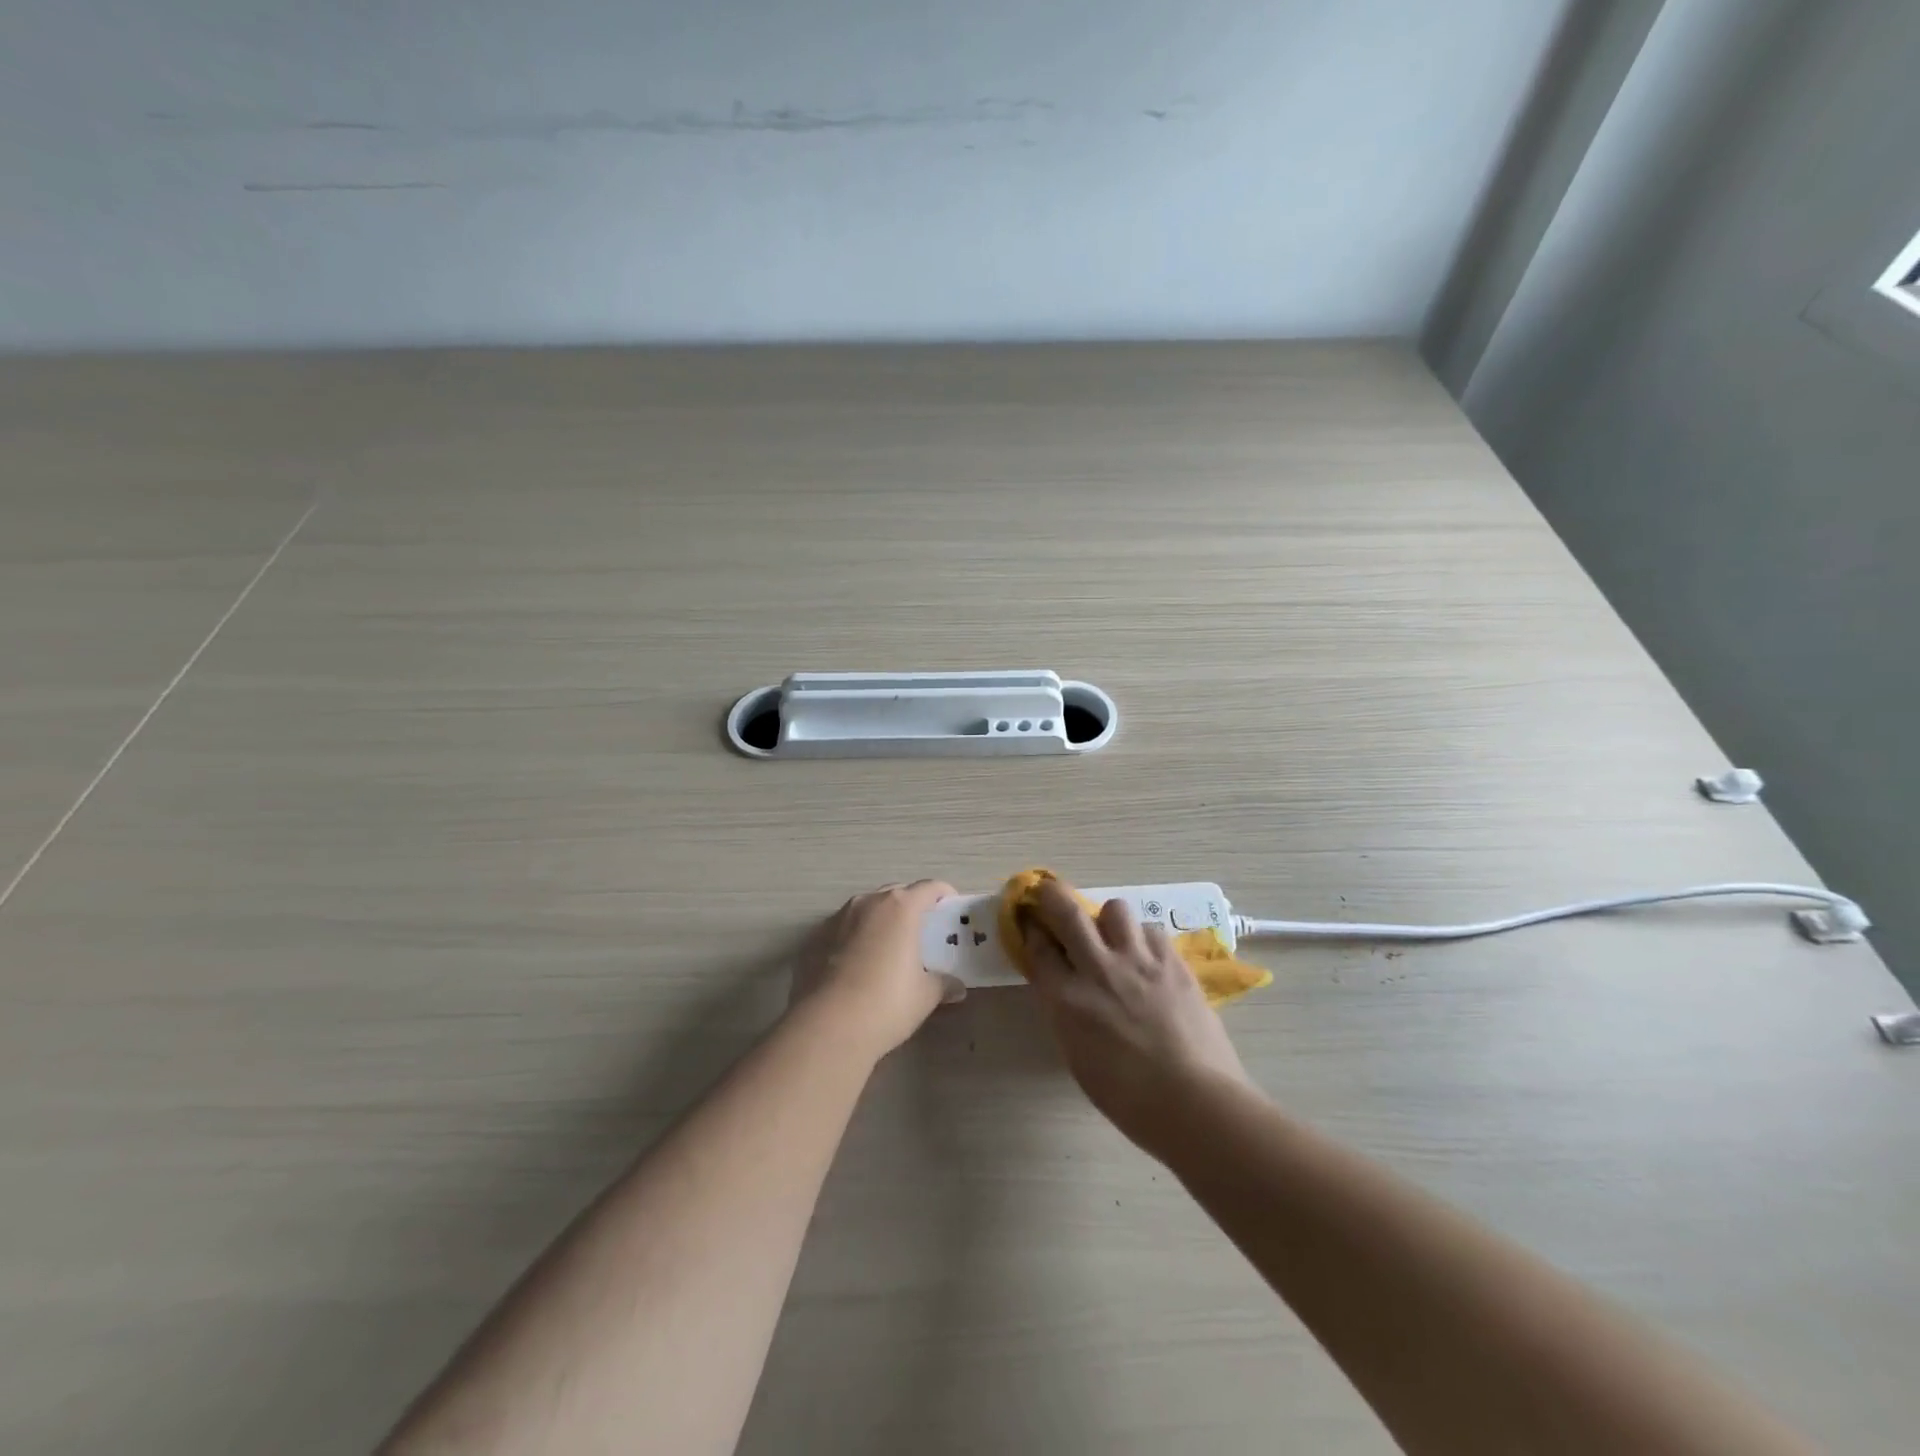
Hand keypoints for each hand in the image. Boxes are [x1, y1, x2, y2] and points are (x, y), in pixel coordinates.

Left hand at [790, 880, 963, 1061]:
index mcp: (900, 907)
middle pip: (897, 893)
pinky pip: (844, 928)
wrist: (827, 1027)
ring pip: (867, 909)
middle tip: (922, 930)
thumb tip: (957, 987)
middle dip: (911, 905)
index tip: (950, 907)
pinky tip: (858, 964)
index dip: (943, 894)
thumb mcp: (925, 996)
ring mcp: (838, 918)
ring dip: (881, 920)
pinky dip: (856, 937)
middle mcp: (868, 902)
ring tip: (888, 947)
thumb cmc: (887, 1003)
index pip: (929, 887)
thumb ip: (943, 984)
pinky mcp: (815, 938)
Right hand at [1022, 877, 1250, 1147]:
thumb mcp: (1078, 1058)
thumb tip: (1063, 989)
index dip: (1030, 930)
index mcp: (1066, 999)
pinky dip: (1143, 938)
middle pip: (1066, 910)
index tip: (1030, 923)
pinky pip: (1151, 930)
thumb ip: (1066, 1014)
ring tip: (1114, 937)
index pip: (1038, 948)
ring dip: (1107, 919)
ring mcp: (1138, 961)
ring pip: (1115, 909)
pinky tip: (1148, 958)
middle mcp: (1097, 969)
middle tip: (1050, 895)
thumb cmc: (1128, 1098)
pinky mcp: (1172, 961)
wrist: (1194, 1102)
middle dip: (1051, 895)